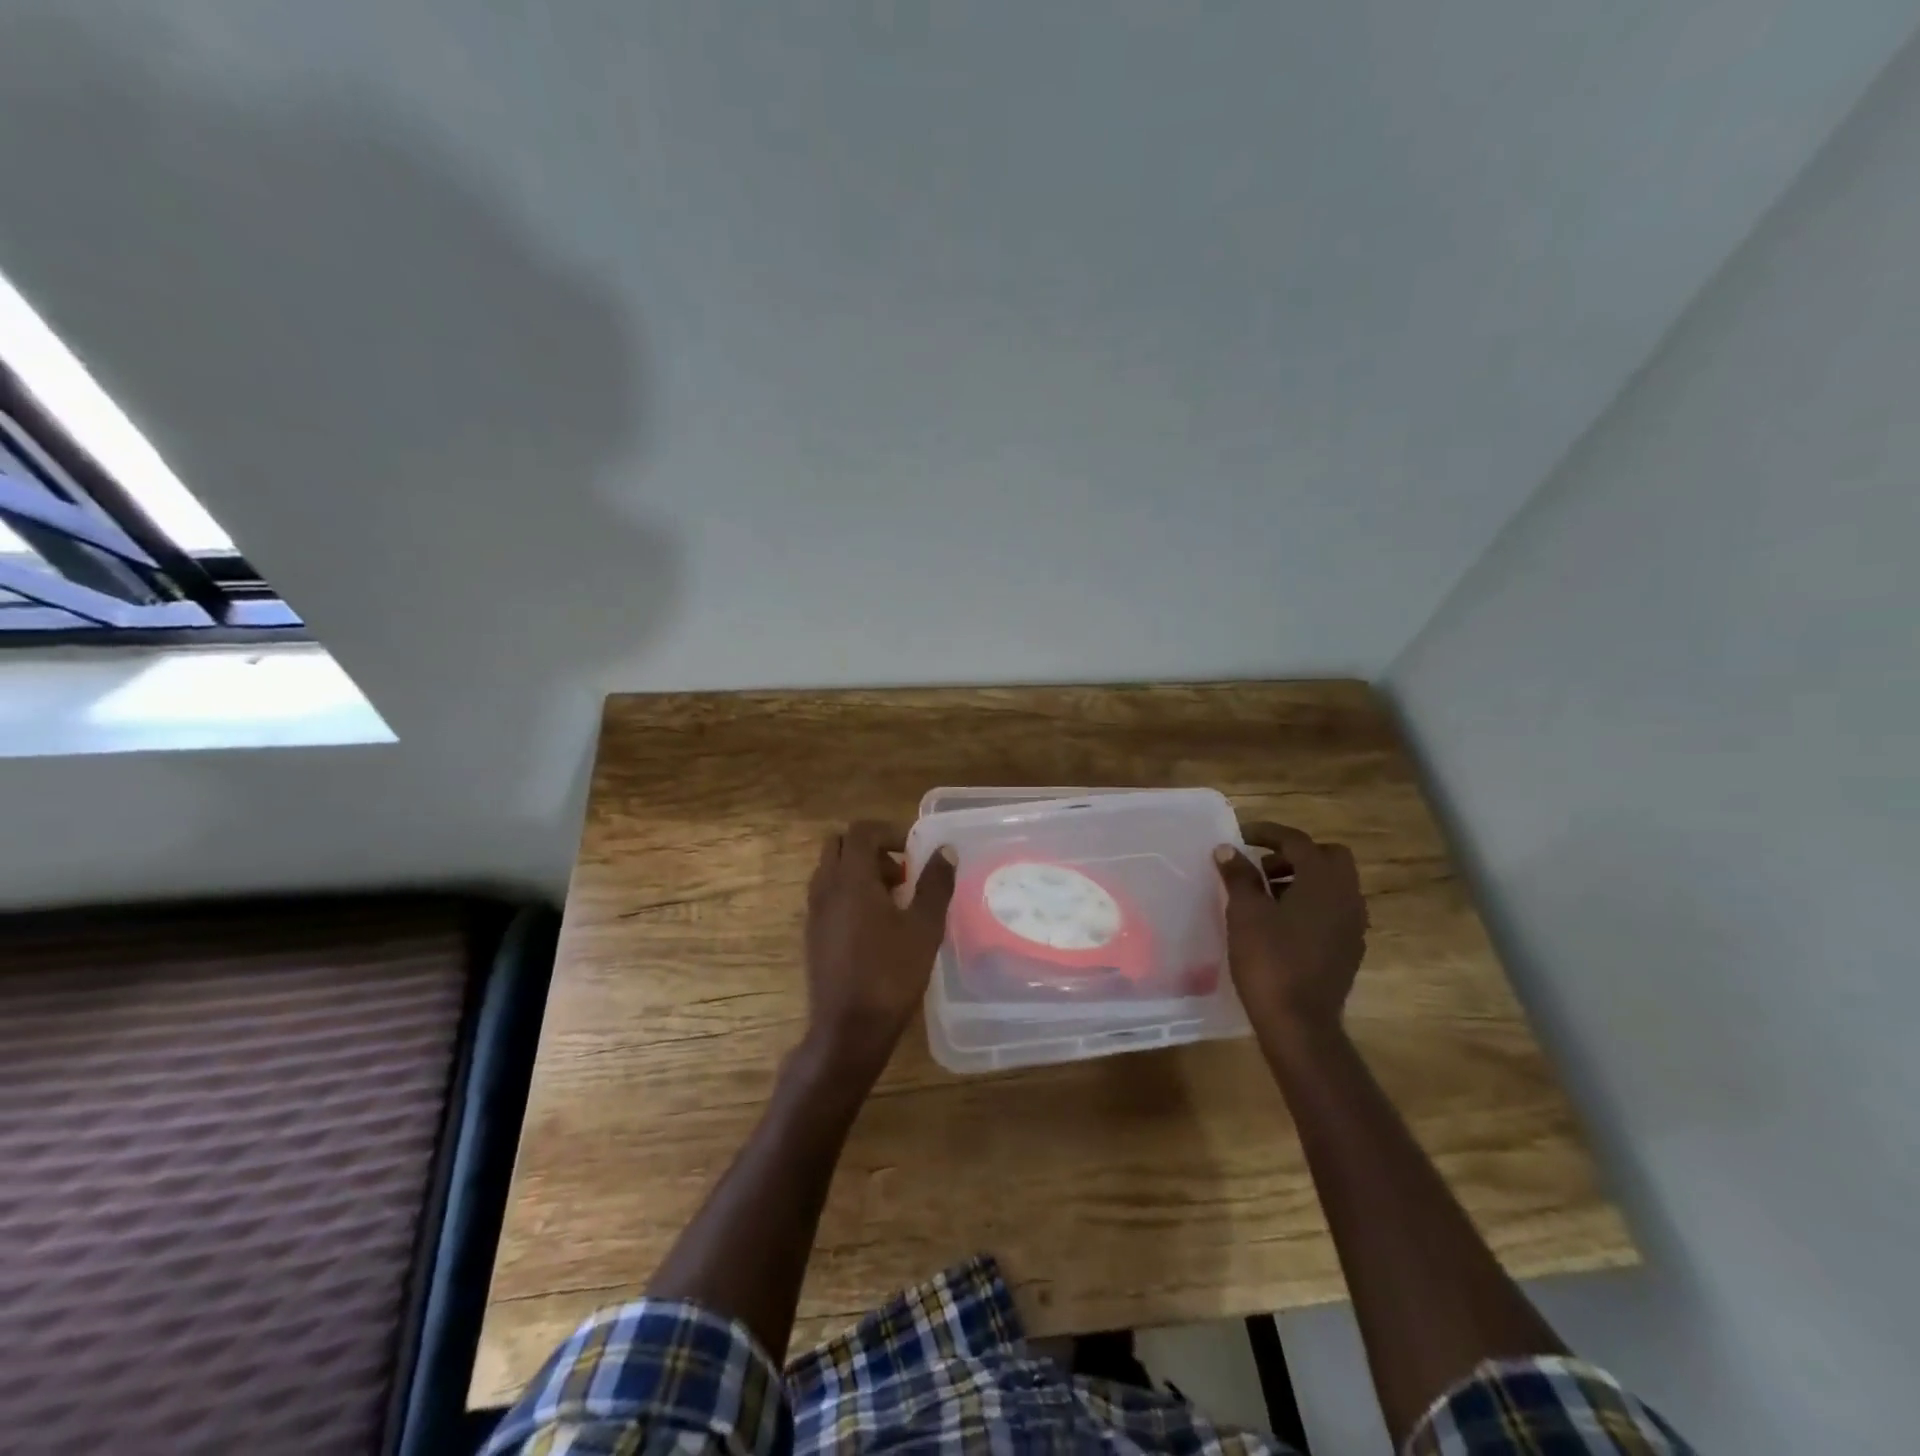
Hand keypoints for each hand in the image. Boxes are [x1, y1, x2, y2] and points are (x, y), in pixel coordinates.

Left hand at [802, 820, 956, 1082]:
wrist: (848, 1029)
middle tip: (901, 873)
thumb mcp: (924, 927)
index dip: (889, 832)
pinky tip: (876, 925)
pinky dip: (849, 892)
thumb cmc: (890, 974)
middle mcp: (826, 887)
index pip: (861, 831)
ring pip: (832, 870)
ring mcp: (814, 911)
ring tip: (893, 900)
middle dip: (871, 848)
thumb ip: (935, 884)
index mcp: (851, 878)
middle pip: (840, 844)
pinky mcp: (812, 933)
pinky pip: (827, 894)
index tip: (913, 852)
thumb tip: (945, 851)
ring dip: (860, 871)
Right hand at [1214, 822, 1368, 1042]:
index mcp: (1323, 881)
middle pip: (1327, 857)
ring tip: (1265, 895)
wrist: (1299, 1023)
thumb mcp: (1245, 912)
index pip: (1298, 842)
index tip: (1241, 836)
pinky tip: (1281, 923)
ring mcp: (1353, 925)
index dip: (1268, 833)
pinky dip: (1311, 904)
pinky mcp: (1350, 948)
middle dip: (1294, 855)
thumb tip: (1227, 850)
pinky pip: (1333, 910)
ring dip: (1302, 879)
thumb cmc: (1269, 960)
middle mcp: (1347, 897)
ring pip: (1332, 885)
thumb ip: (1238, 876)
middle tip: (1260, 867)